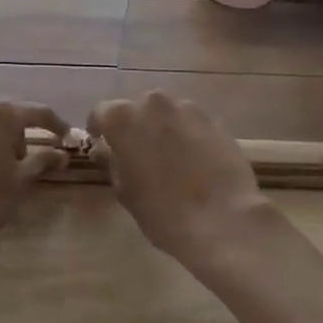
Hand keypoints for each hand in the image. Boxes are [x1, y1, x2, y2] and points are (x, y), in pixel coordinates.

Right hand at [89, 93, 269, 263]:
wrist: (223, 219)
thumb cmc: (162, 211)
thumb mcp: (125, 191)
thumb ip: (111, 162)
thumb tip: (103, 149)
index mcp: (122, 118)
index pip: (101, 113)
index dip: (99, 128)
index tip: (101, 143)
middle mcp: (152, 103)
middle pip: (136, 109)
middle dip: (134, 127)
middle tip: (137, 154)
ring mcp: (186, 108)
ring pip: (165, 114)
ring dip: (162, 129)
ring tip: (169, 158)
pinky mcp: (214, 119)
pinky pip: (190, 122)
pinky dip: (186, 135)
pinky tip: (194, 161)